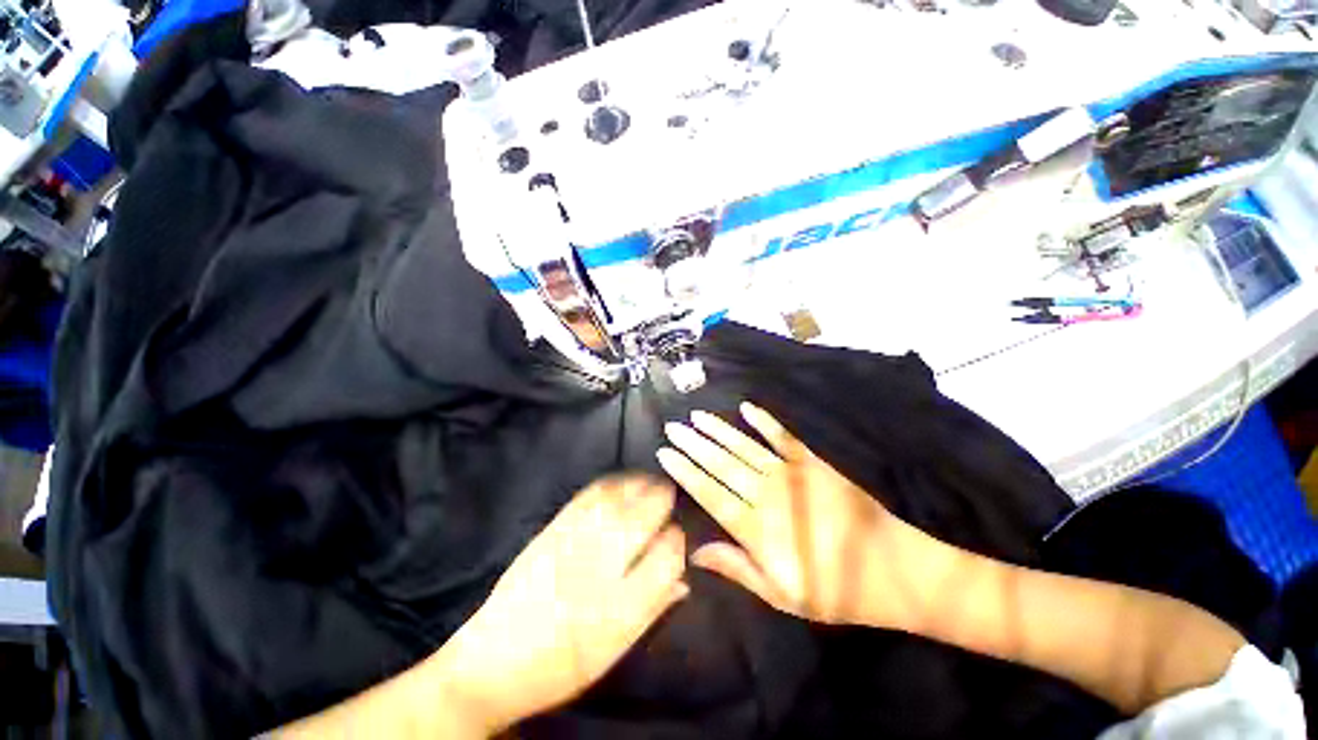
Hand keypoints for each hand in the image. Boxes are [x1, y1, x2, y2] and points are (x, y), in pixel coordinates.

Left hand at [436, 476, 688, 733]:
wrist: (492, 662)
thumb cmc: (560, 665)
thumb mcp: (614, 650)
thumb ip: (652, 610)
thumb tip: (683, 581)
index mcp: (622, 606)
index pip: (666, 558)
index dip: (677, 541)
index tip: (678, 535)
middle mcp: (601, 567)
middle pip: (643, 518)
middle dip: (662, 500)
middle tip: (670, 493)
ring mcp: (574, 543)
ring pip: (617, 501)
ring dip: (638, 486)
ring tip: (649, 482)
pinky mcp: (552, 531)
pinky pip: (587, 497)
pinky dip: (609, 484)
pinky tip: (618, 483)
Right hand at [657, 403, 938, 629]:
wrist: (893, 569)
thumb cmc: (834, 590)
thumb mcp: (781, 594)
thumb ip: (736, 567)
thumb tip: (695, 552)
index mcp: (756, 527)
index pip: (709, 492)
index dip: (685, 471)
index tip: (665, 453)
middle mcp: (767, 493)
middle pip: (721, 463)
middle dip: (693, 444)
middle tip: (673, 427)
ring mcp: (791, 473)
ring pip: (744, 446)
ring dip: (718, 430)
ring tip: (696, 416)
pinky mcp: (812, 463)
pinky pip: (782, 436)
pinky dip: (764, 421)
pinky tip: (746, 408)